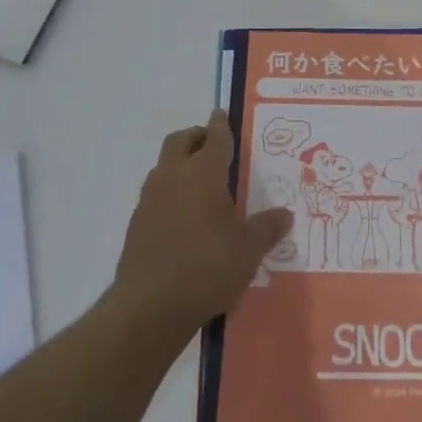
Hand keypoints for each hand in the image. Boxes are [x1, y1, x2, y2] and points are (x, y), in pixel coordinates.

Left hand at [112, 110, 292, 339]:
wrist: (149, 307)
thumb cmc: (207, 267)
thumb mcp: (249, 249)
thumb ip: (268, 227)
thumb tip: (285, 214)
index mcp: (203, 172)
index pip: (215, 137)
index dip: (221, 124)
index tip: (222, 114)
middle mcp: (173, 176)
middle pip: (181, 141)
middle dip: (197, 136)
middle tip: (213, 143)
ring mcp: (150, 200)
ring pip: (164, 166)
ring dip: (180, 164)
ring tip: (200, 181)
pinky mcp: (136, 225)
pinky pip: (156, 195)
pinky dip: (170, 194)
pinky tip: (184, 217)